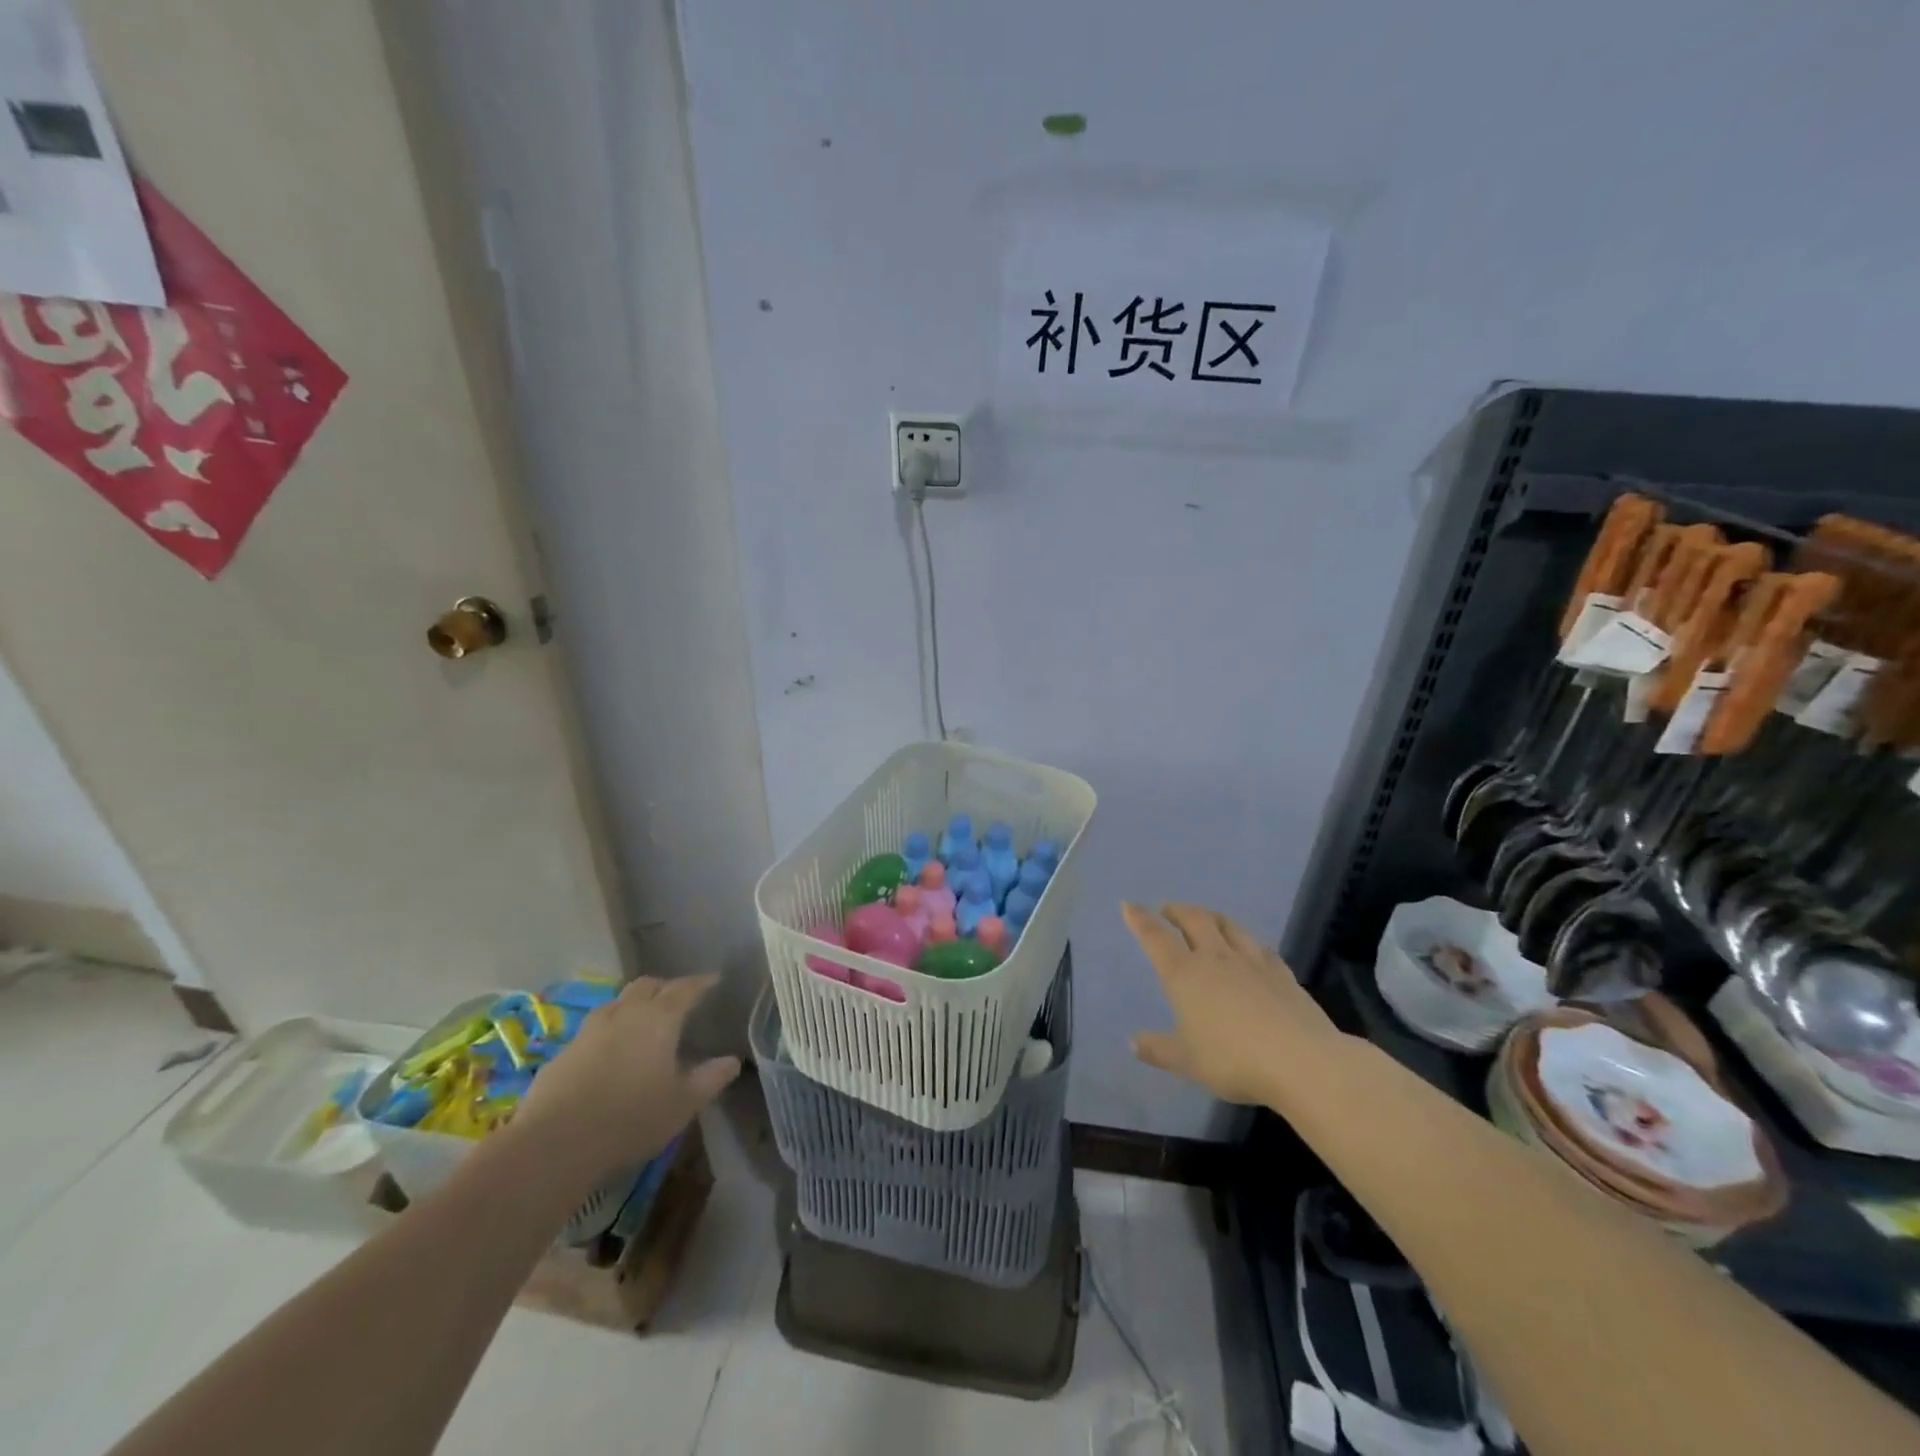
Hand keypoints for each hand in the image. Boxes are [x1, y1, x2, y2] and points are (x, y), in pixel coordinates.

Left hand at [512, 975, 739, 1183]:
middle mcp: (625, 1013)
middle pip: (646, 985)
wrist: (555, 1144)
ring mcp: (589, 1030)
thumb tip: (732, 1061)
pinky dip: (607, 1032)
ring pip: (616, 1004)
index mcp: (659, 1019)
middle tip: (676, 1000)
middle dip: (664, 987)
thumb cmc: (631, 1119)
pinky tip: (608, 1054)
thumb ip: (710, 1079)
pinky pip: (592, 1031)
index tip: (714, 980)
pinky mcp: (563, 1052)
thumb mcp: (682, 1104)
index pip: (685, 988)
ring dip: (632, 1006)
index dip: (701, 983)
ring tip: (641, 1023)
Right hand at [1124, 902, 1345, 1108]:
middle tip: (1168, 910)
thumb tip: (1132, 1042)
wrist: (1301, 1061)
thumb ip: (1158, 1049)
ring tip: (1205, 918)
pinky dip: (1247, 941)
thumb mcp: (1186, 1061)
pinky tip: (1251, 948)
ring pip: (1228, 925)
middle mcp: (1215, 958)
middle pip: (1194, 920)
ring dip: (1211, 917)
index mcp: (1185, 974)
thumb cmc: (1233, 1059)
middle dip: (1177, 911)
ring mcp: (1251, 962)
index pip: (1156, 938)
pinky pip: (1259, 947)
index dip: (1140, 920)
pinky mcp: (1281, 973)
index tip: (1129, 905)